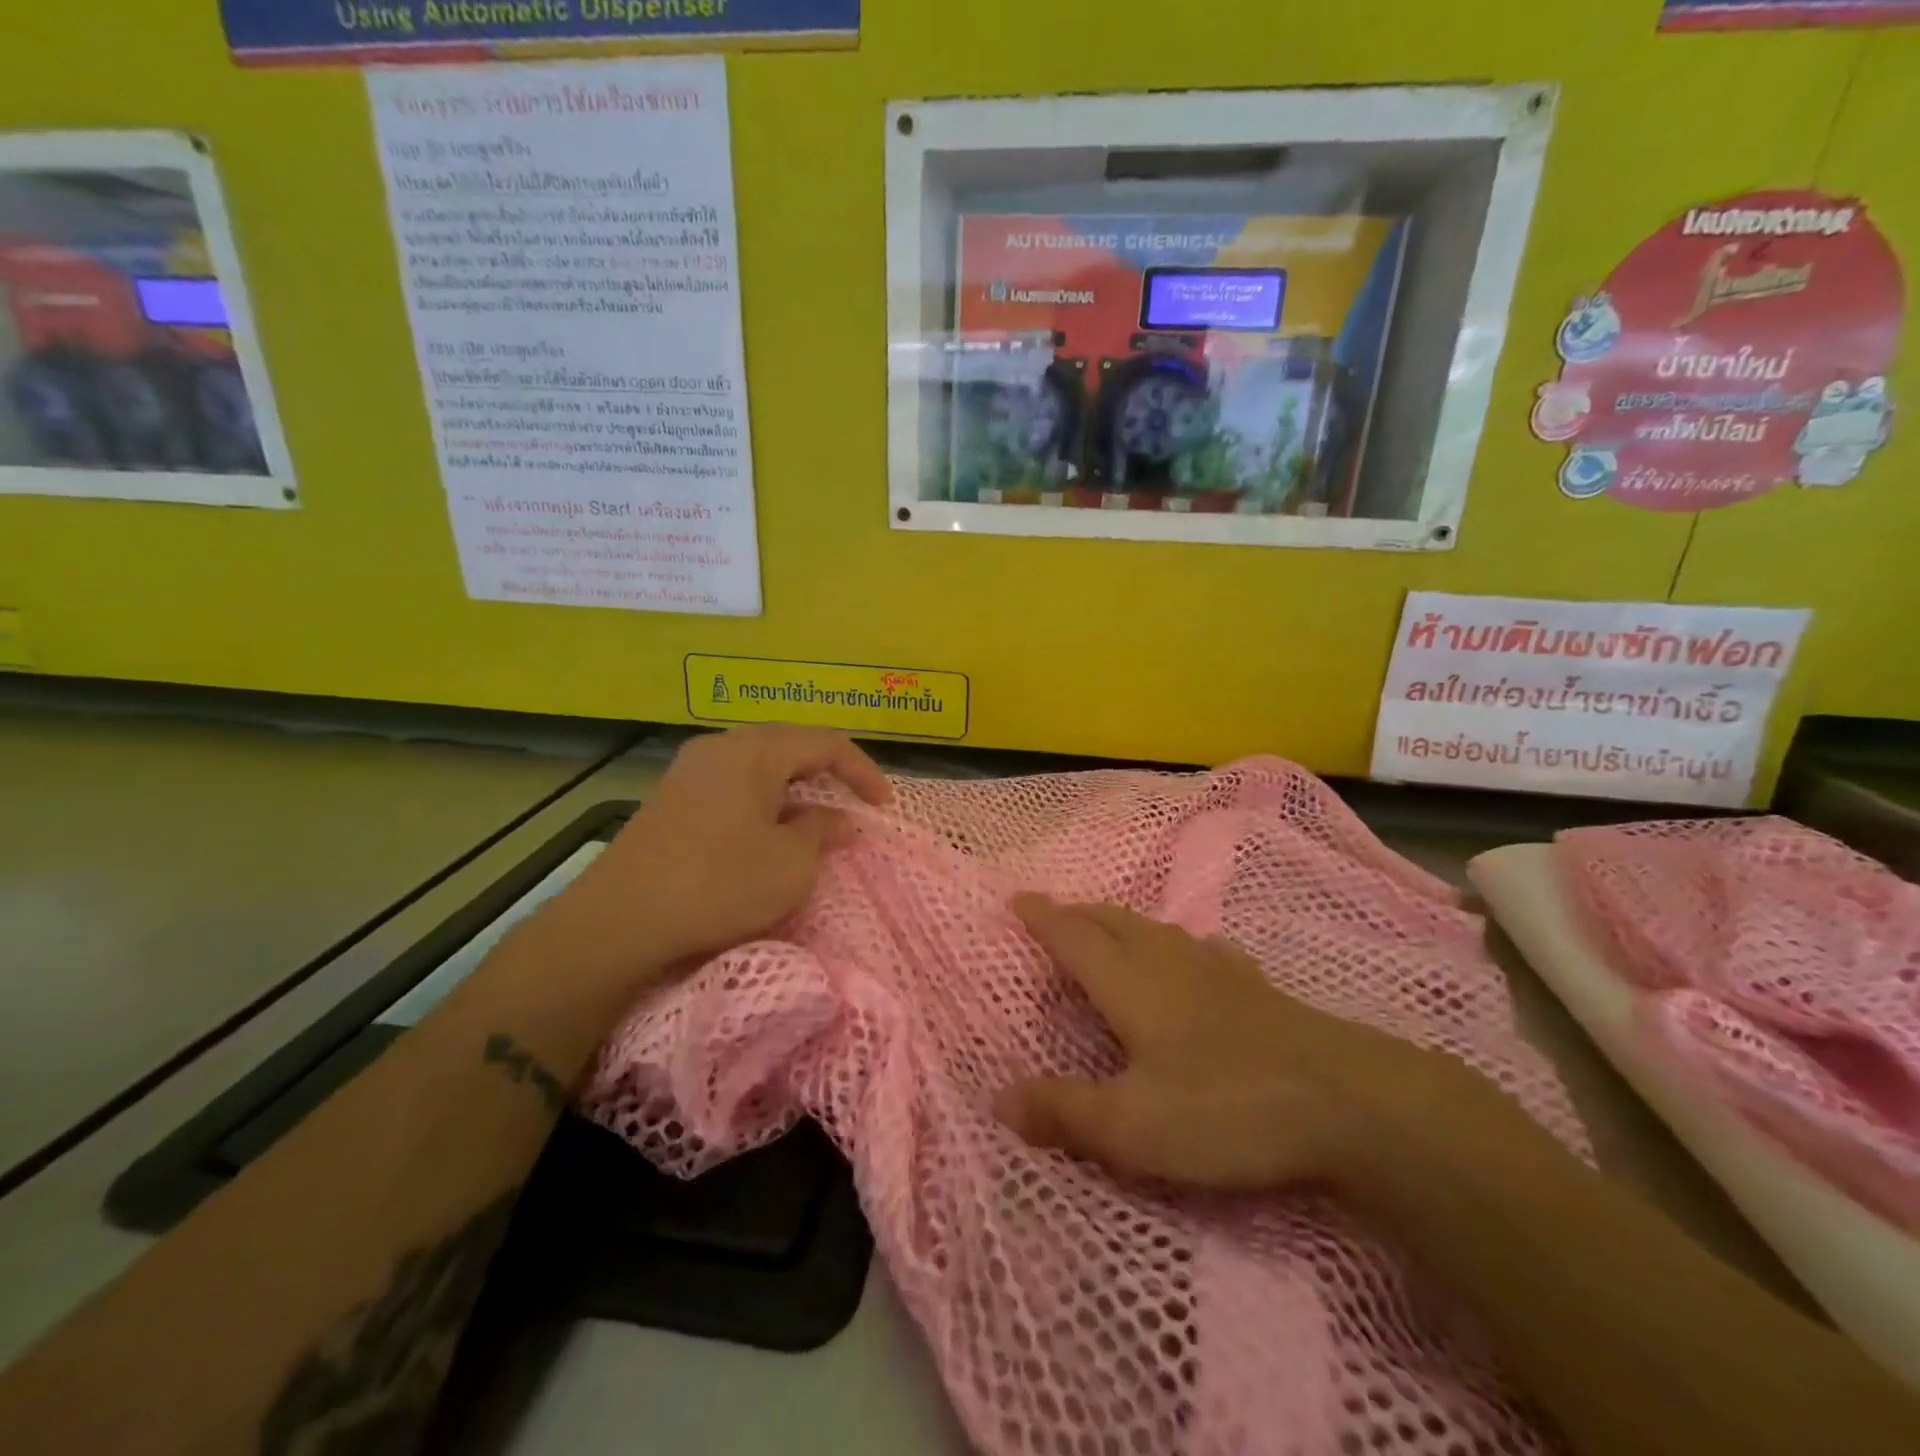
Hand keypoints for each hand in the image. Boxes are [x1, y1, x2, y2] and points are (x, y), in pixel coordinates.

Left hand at [551, 727, 889, 978]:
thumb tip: (836, 818)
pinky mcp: (672, 798)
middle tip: (852, 806)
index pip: (826, 743)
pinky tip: (766, 833)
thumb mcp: (790, 864)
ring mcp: (690, 770)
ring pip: (759, 766)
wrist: (619, 920)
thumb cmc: (719, 884)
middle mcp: (721, 747)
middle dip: (828, 775)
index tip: (884, 807)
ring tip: (814, 820)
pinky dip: (763, 802)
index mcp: (754, 751)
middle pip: (790, 747)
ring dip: (794, 790)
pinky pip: (733, 785)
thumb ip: (821, 831)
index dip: (863, 771)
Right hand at [996, 895, 1471, 1192]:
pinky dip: (1179, 945)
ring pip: (1157, 930)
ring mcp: (1218, 971)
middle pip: (1114, 922)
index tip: (1017, 898)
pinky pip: (1203, 950)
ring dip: (1123, 922)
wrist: (1347, 1101)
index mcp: (1131, 985)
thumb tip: (998, 1100)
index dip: (1043, 918)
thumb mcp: (1133, 1127)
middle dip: (1079, 913)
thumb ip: (1064, 1112)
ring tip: (1110, 928)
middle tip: (1056, 911)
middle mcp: (1168, 963)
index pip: (1074, 938)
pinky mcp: (1258, 989)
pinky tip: (1196, 956)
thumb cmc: (1226, 1109)